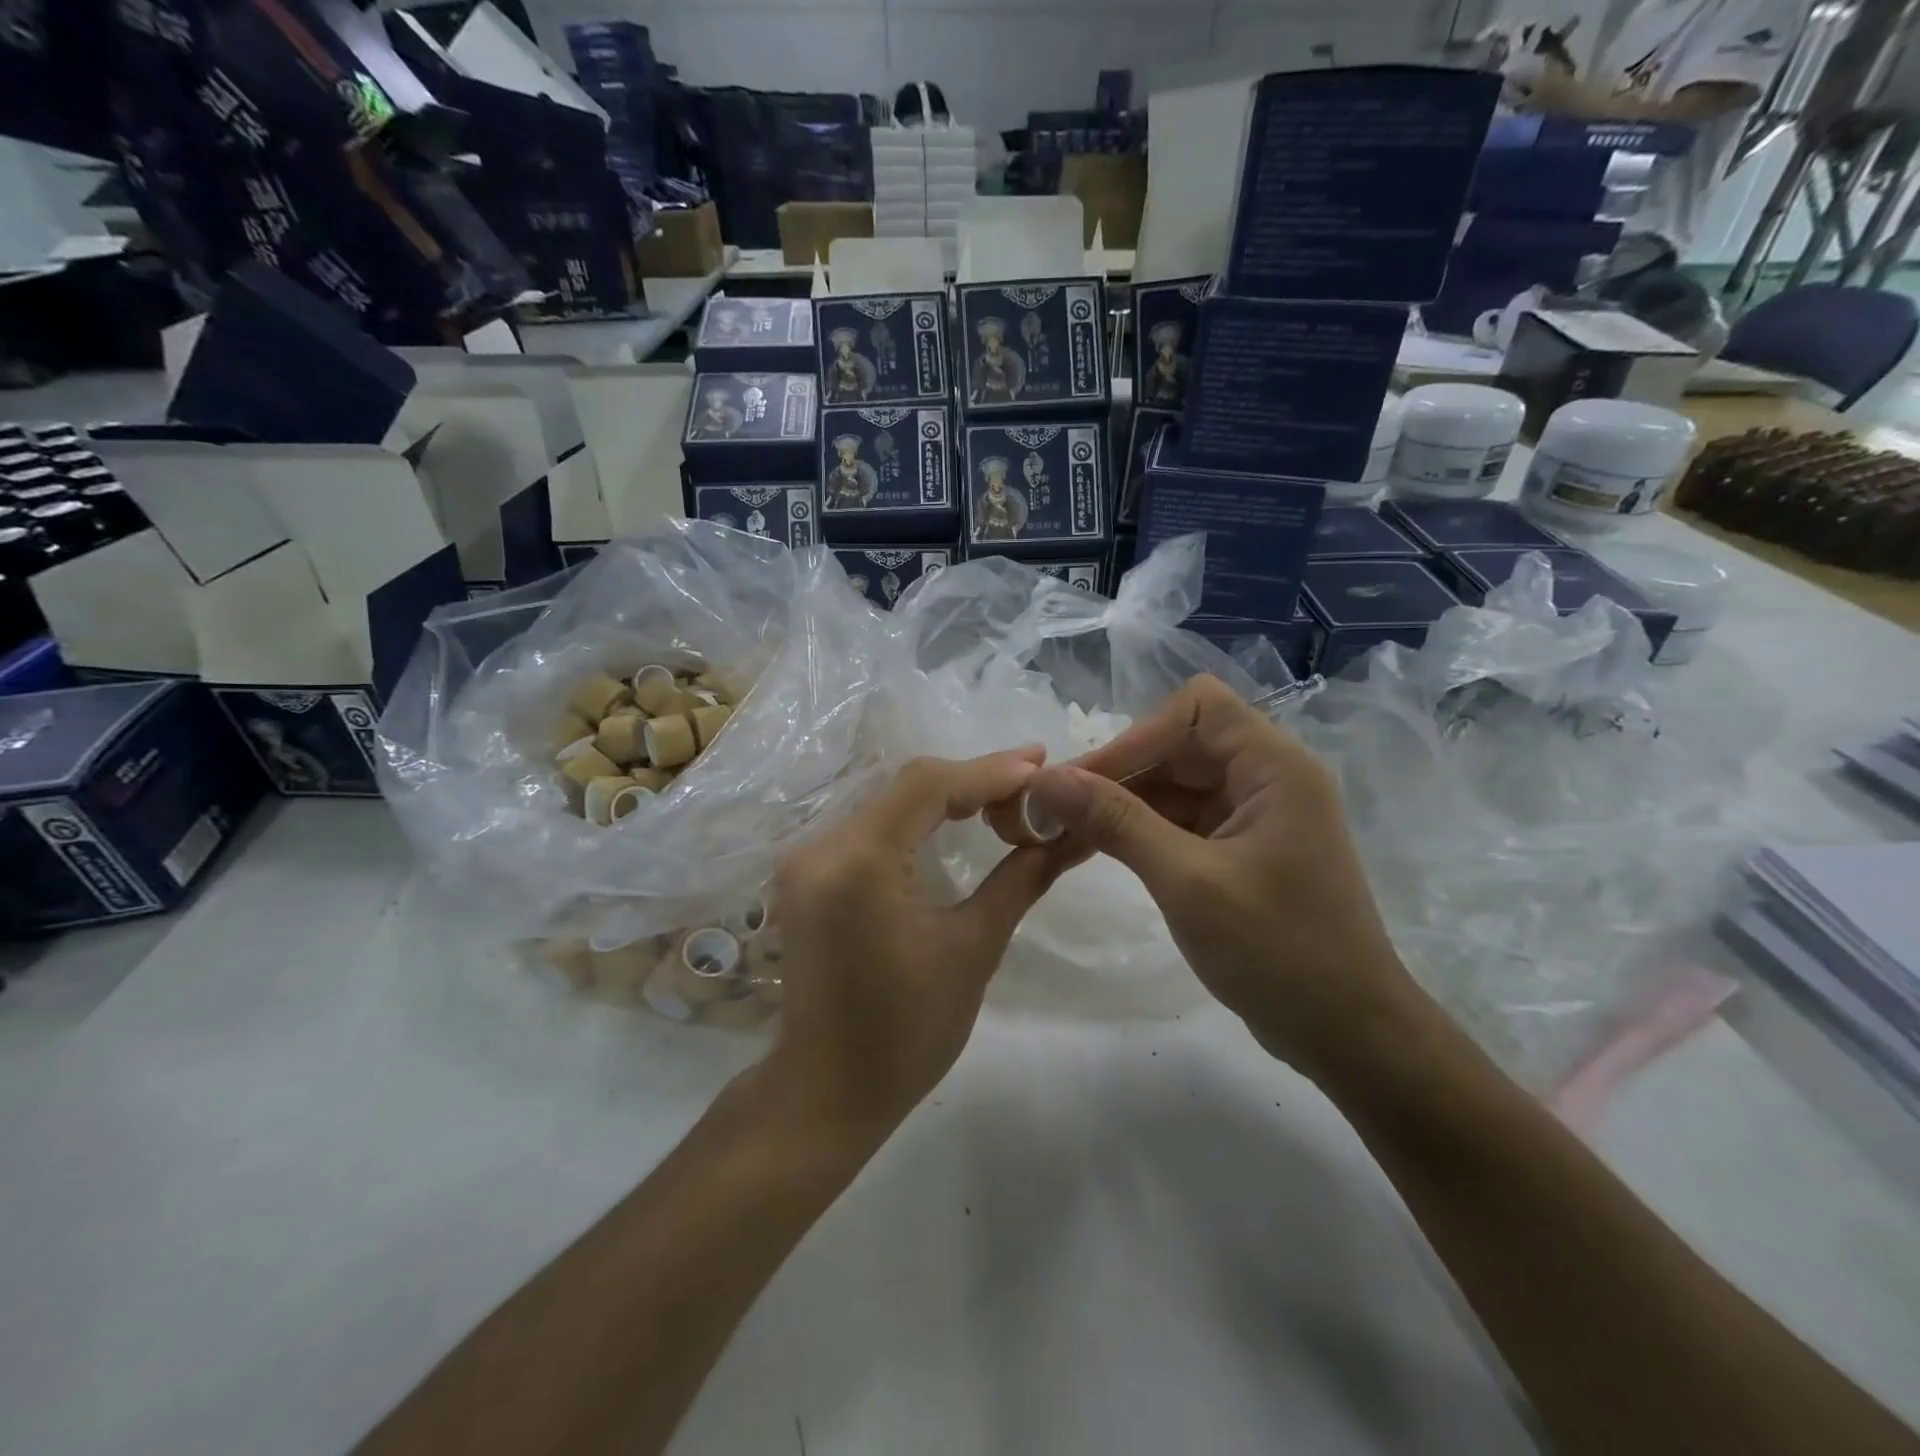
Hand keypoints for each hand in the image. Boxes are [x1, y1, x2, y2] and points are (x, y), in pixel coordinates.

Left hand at [764, 750, 1068, 1138]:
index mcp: (859, 864)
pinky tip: (953, 818)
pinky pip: (869, 824)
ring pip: (887, 800)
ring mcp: (804, 858)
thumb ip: (1020, 880)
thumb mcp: (974, 950)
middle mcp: (820, 847)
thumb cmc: (906, 1033)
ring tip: (1006, 794)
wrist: (827, 1090)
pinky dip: (915, 817)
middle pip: (906, 785)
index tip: (1042, 764)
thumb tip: (1067, 836)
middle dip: (973, 779)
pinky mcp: (805, 874)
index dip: (988, 770)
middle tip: (1033, 779)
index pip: (927, 786)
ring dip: (945, 795)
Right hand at [1021, 676, 1426, 1080]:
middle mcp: (1268, 777)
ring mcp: (1257, 815)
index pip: (1196, 708)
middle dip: (1120, 770)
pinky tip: (1102, 847)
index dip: (1136, 735)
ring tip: (1066, 829)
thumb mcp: (1187, 881)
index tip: (1084, 780)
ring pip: (1177, 783)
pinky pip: (1184, 819)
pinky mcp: (1244, 849)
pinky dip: (1143, 828)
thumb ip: (1115, 821)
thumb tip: (1046, 779)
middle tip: (1057, 807)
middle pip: (1181, 744)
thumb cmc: (1278, 952)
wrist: (1348, 1036)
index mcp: (1274, 766)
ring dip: (1124, 801)